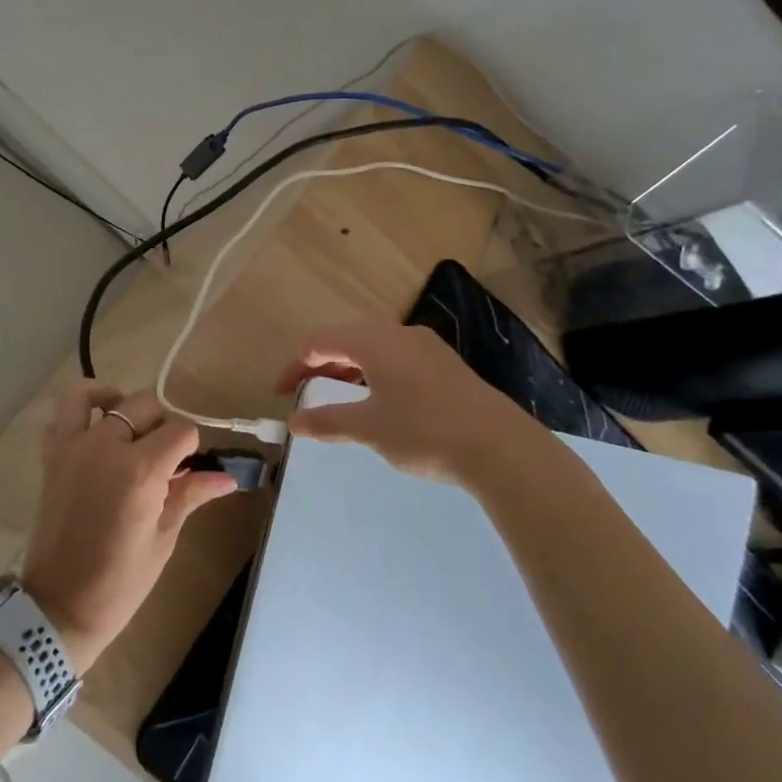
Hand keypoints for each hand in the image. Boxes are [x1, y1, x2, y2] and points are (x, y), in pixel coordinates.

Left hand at [22, 383, 237, 674]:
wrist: (60, 607)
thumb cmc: (121, 582)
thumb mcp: (163, 538)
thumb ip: (190, 494)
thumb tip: (227, 478)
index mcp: (141, 470)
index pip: (181, 431)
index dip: (191, 447)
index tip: (190, 469)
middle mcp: (106, 446)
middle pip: (144, 405)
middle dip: (161, 425)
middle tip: (163, 459)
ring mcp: (73, 448)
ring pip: (95, 395)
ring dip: (116, 402)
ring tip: (127, 428)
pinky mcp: (51, 457)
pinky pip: (60, 416)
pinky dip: (78, 412)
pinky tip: (95, 430)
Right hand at [274, 320, 563, 485]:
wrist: (501, 448)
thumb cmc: (424, 431)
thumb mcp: (369, 428)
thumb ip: (327, 421)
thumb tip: (294, 421)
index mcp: (375, 341)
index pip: (320, 341)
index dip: (294, 365)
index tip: (280, 393)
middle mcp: (399, 334)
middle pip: (347, 340)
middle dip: (320, 365)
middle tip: (302, 392)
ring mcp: (427, 348)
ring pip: (374, 349)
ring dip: (348, 370)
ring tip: (335, 398)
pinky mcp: (446, 366)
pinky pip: (396, 359)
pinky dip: (374, 374)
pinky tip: (377, 401)